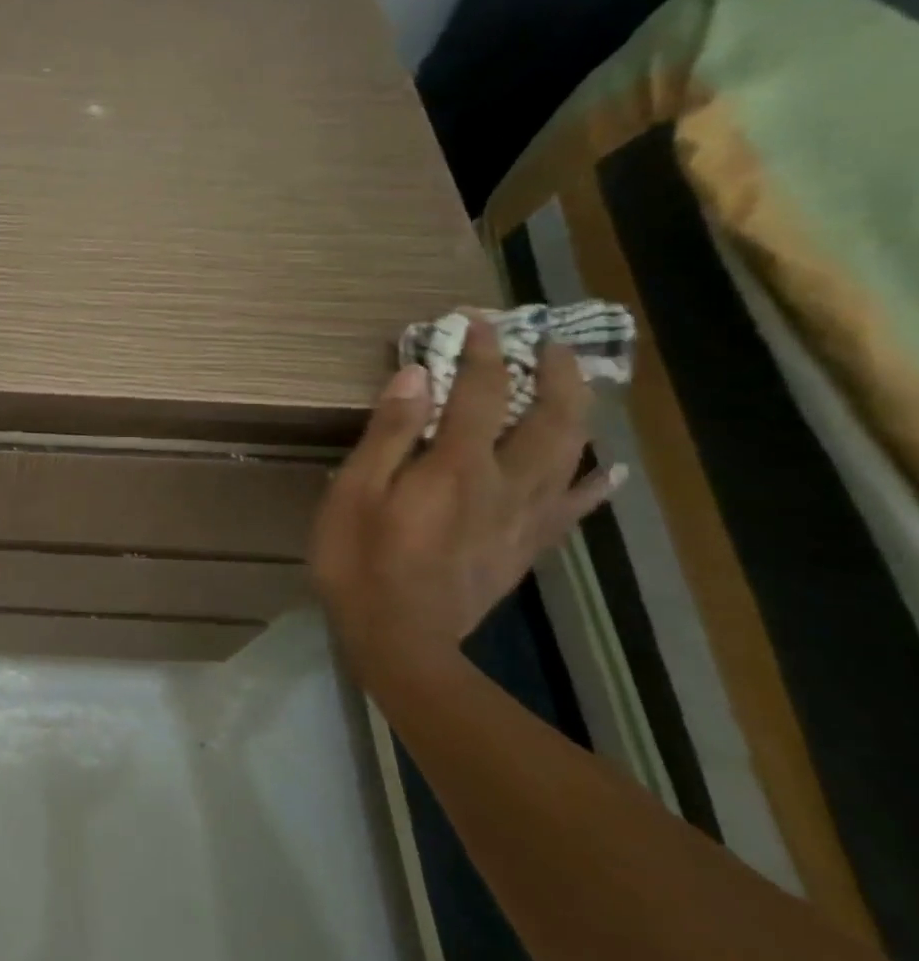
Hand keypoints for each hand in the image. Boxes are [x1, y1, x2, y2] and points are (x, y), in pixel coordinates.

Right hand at [310, 319, 624, 692]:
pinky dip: (594, 484)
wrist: (400, 641)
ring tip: (577, 383)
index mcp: (457, 465)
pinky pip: (572, 508)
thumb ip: (388, 433)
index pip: (479, 391)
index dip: (481, 351)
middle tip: (548, 342)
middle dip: (552, 372)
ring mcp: (524, 517)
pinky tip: (607, 470)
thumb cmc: (360, 561)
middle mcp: (505, 483)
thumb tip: (418, 374)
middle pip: (548, 417)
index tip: (476, 320)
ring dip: (577, 411)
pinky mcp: (526, 547)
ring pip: (569, 454)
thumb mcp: (354, 492)